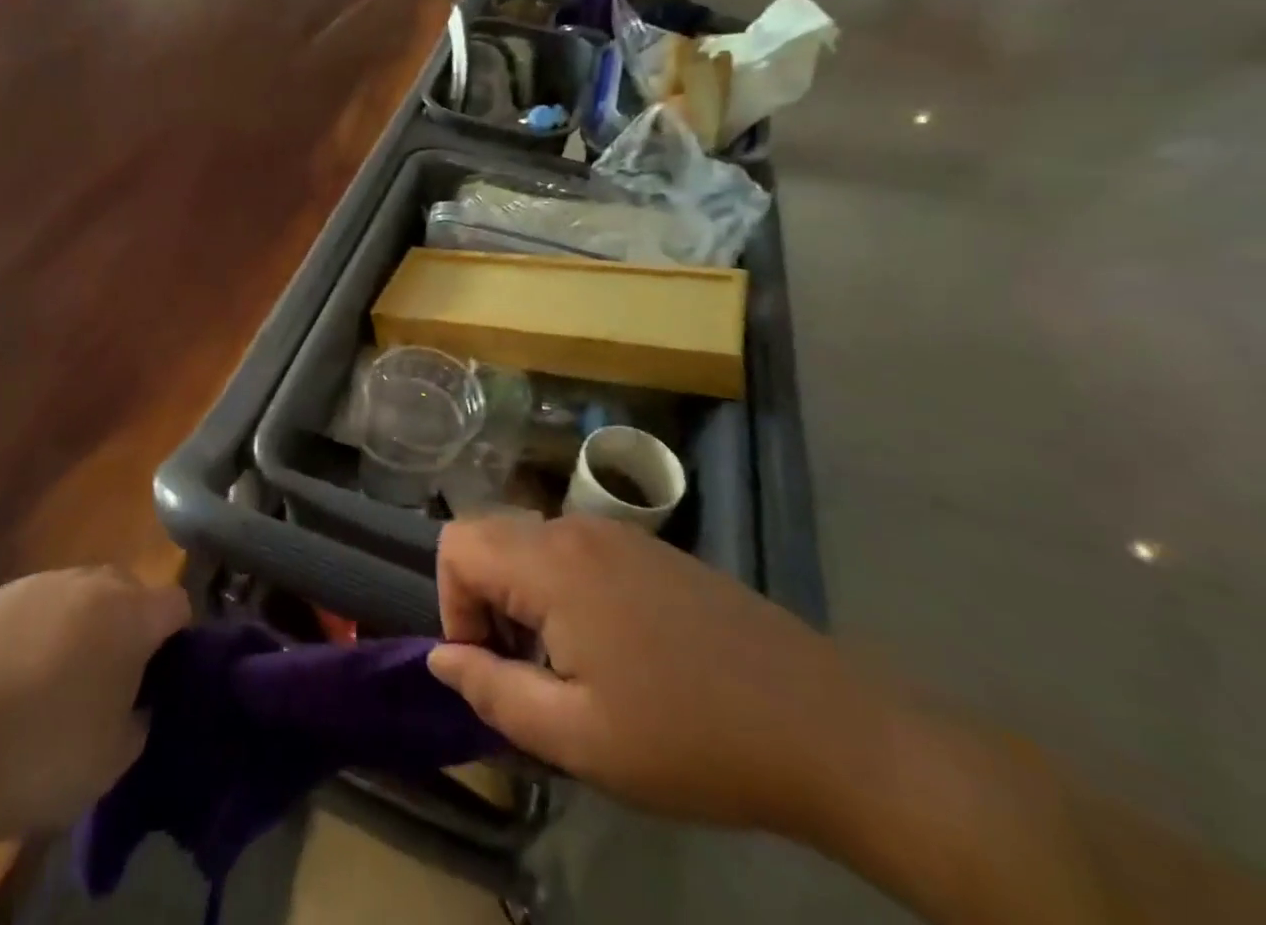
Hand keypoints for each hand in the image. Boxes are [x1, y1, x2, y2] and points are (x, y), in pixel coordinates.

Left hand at [0, 568, 189, 839]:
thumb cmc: (41, 756)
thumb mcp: (112, 760)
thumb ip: (136, 721)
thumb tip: (133, 704)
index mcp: (130, 614)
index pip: (175, 604)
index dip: (176, 636)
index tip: (162, 674)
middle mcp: (86, 583)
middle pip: (126, 588)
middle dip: (126, 623)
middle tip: (110, 677)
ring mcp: (33, 586)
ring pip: (73, 595)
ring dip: (75, 626)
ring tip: (52, 683)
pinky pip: (26, 612)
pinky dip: (28, 637)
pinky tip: (4, 685)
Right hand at [428, 515, 891, 839]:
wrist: (825, 726)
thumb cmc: (689, 738)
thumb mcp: (578, 738)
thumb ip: (492, 692)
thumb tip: (441, 658)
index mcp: (552, 562)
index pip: (457, 544)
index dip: (453, 605)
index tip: (491, 667)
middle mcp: (578, 528)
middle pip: (491, 538)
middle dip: (486, 603)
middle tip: (527, 675)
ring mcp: (620, 534)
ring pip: (532, 546)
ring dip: (525, 600)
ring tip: (572, 670)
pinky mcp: (651, 550)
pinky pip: (576, 553)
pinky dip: (564, 591)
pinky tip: (616, 652)